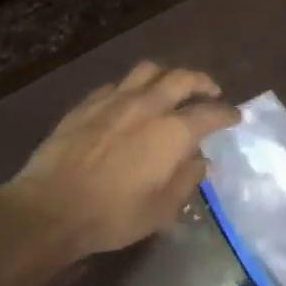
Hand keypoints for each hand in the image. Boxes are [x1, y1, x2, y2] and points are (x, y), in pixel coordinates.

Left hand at [1, 62, 240, 259]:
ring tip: (171, 87)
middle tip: (210, 92)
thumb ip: (186, 179)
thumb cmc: (113, 215)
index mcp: (172, 132)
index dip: (227, 113)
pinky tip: (130, 100)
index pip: (210, 113)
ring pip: (148, 71)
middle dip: (201, 82)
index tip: (235, 116)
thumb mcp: (161, 209)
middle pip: (181, 78)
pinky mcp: (87, 103)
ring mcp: (114, 100)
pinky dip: (134, 87)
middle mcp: (147, 106)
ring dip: (167, 75)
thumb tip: (201, 161)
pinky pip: (117, 84)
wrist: (51, 206)